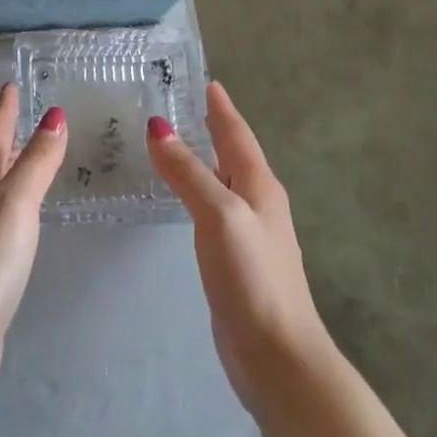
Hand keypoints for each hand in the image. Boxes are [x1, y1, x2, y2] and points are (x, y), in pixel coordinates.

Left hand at [0, 83, 66, 403]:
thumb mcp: (15, 203)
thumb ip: (36, 161)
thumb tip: (54, 116)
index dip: (4, 109)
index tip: (10, 84)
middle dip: (8, 133)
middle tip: (27, 111)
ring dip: (14, 165)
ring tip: (34, 151)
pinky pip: (5, 213)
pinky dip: (19, 198)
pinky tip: (29, 208)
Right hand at [146, 83, 329, 413]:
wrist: (277, 354)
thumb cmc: (252, 278)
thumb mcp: (219, 215)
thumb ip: (188, 172)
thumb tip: (159, 128)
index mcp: (260, 186)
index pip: (237, 135)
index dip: (222, 109)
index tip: (208, 82)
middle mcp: (259, 203)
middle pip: (233, 155)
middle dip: (212, 128)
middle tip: (184, 106)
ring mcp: (250, 234)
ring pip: (224, 182)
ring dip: (204, 160)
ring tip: (176, 145)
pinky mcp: (237, 260)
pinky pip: (214, 210)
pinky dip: (198, 192)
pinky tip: (183, 201)